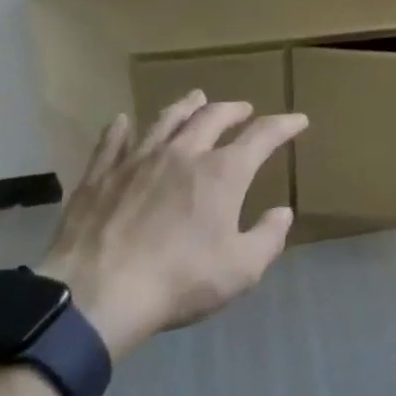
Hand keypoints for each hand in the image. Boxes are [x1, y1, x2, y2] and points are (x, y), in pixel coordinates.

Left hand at [36, 93, 308, 358]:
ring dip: (186, 106)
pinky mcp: (100, 175)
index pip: (262, 136)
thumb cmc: (179, 282)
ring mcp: (137, 160)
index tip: (298, 120)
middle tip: (244, 110)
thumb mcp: (240, 270)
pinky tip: (123, 121)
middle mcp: (183, 153)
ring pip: (166, 119)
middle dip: (234, 109)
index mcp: (222, 173)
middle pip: (212, 117)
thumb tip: (282, 213)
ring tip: (196, 99)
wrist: (97, 296)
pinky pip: (112, 141)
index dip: (284, 125)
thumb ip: (268, 238)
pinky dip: (121, 128)